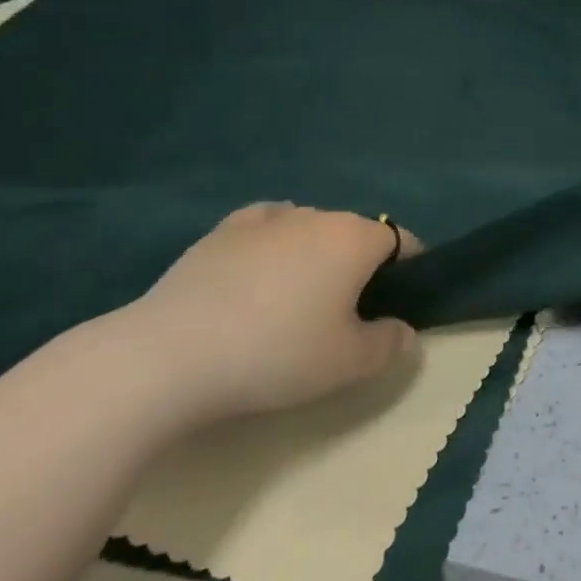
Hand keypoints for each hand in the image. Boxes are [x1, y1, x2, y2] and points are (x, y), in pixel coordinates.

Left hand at [106, 203, 420, 422]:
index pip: (401, 240)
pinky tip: (259, 272)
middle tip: (345, 314)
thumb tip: (404, 331)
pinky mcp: (222, 231)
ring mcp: (267, 219)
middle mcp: (317, 215)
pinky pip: (266, 227)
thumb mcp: (348, 364)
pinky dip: (273, 244)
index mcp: (355, 239)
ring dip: (315, 255)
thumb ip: (389, 344)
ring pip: (309, 229)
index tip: (398, 304)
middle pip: (354, 234)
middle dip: (359, 265)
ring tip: (294, 301)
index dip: (409, 269)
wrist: (170, 355)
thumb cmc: (276, 354)